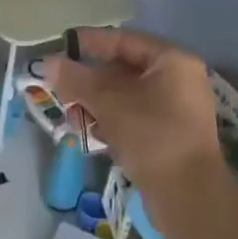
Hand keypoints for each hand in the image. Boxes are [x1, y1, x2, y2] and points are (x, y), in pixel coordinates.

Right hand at [43, 27, 224, 225]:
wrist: (189, 197)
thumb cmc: (151, 136)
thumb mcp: (109, 103)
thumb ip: (77, 79)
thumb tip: (48, 63)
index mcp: (172, 61)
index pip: (124, 40)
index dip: (90, 42)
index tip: (61, 46)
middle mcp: (177, 79)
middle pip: (123, 69)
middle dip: (89, 79)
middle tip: (60, 86)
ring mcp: (175, 109)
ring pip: (126, 96)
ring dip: (95, 102)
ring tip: (71, 115)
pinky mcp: (169, 136)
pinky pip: (133, 117)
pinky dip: (110, 120)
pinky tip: (88, 133)